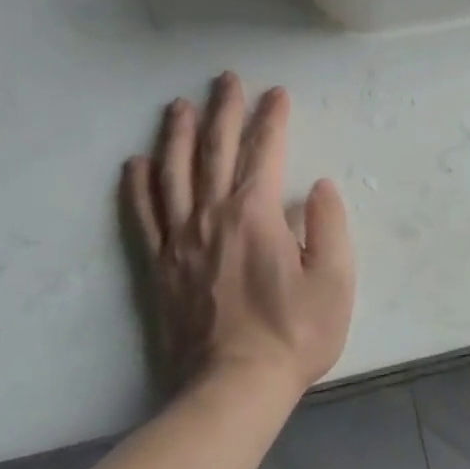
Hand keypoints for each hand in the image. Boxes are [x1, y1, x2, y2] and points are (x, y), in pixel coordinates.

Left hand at [124, 74, 355, 397]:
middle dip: (224, 110)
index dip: (272, 119)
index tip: (277, 94)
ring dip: (178, 135)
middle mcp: (213, 215)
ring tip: (178, 106)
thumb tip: (319, 187)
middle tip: (226, 79)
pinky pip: (143, 217)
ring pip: (175, 173)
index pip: (265, 151)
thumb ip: (330, 226)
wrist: (233, 389)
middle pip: (216, 150)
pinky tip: (135, 164)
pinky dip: (137, 187)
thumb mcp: (335, 280)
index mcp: (256, 213)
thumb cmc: (293, 334)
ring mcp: (180, 240)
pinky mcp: (159, 266)